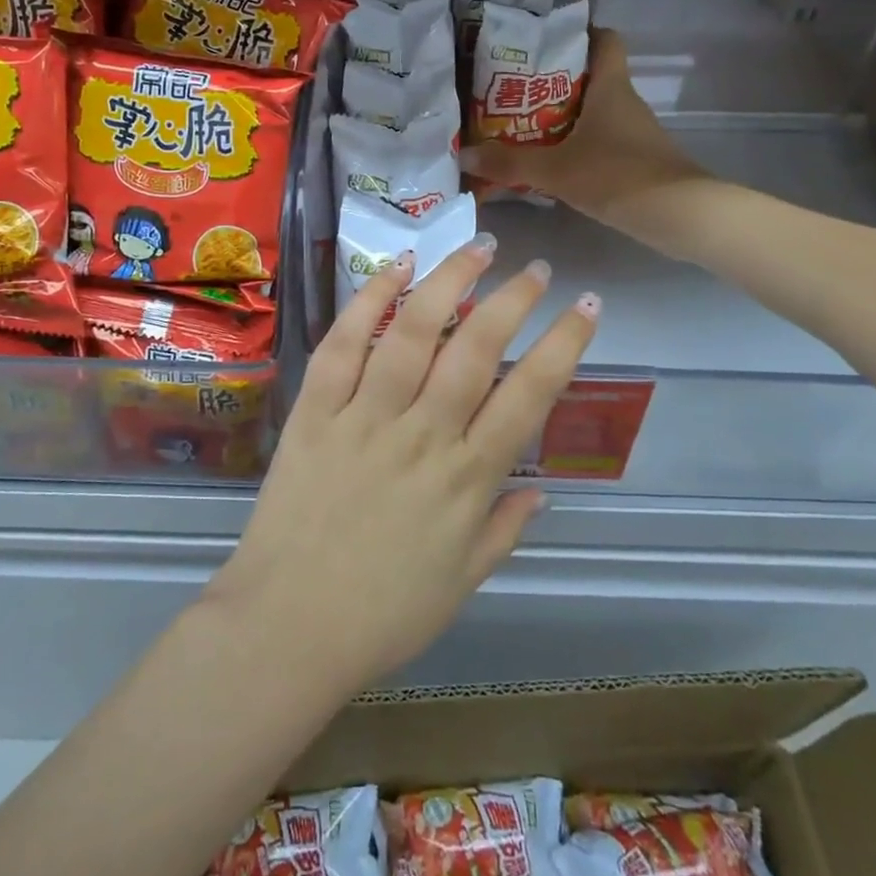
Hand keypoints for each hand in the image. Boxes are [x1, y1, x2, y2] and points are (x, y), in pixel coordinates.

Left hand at [206, 238, 596, 697]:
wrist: (287, 628)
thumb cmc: (381, 616)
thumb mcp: (462, 584)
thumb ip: (504, 531)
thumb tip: (540, 490)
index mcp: (467, 480)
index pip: (528, 396)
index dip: (564, 345)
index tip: (588, 308)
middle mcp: (422, 435)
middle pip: (476, 350)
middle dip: (514, 300)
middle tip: (537, 267)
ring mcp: (364, 417)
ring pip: (413, 333)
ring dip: (449, 283)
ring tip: (477, 247)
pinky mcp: (315, 412)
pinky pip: (343, 345)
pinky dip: (369, 301)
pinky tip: (396, 267)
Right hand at [462, 29, 707, 234]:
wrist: (679, 215)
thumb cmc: (617, 175)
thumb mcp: (555, 169)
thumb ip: (509, 162)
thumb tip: (465, 154)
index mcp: (610, 88)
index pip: (604, 40)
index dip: (580, 34)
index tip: (547, 42)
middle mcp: (625, 102)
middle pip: (592, 77)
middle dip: (555, 81)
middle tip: (515, 90)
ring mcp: (634, 133)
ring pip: (595, 112)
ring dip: (564, 117)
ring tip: (522, 126)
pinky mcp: (636, 160)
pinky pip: (601, 141)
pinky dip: (577, 145)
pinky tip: (551, 162)